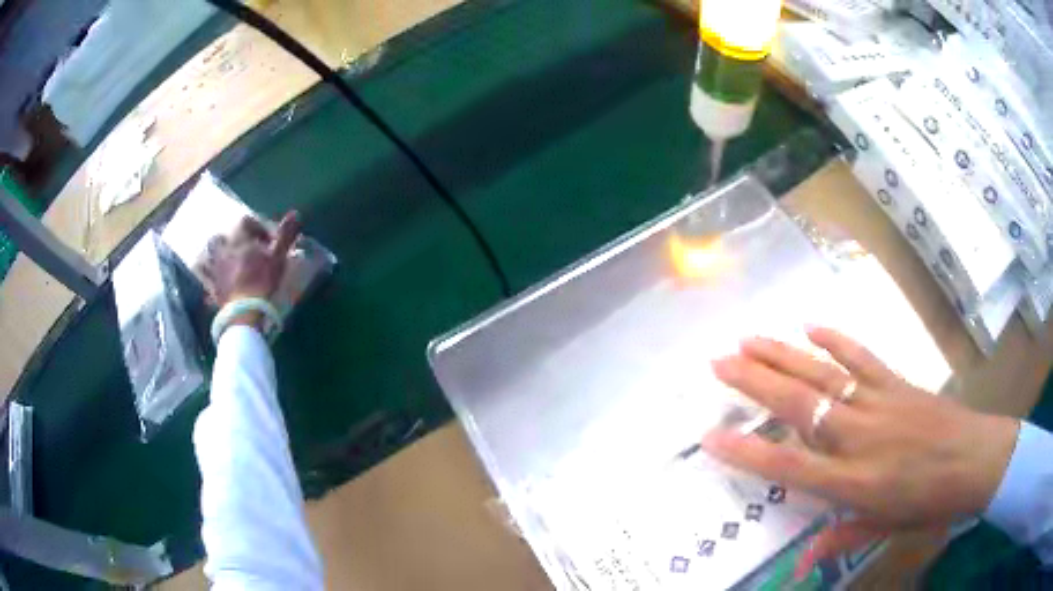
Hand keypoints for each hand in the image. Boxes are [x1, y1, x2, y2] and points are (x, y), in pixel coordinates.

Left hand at [201, 211, 300, 327]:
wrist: (244, 311)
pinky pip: (206, 273)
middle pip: (225, 235)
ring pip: (212, 252)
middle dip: (236, 240)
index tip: (269, 241)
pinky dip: (209, 272)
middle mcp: (224, 247)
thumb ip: (285, 235)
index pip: (247, 221)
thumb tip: (295, 213)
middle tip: (248, 250)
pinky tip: (215, 277)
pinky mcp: (211, 284)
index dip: (259, 228)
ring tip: (231, 262)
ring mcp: (215, 266)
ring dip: (219, 253)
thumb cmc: (262, 280)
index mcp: (239, 238)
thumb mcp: (278, 256)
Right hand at [701, 327, 1018, 576]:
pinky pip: (863, 356)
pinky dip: (837, 339)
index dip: (749, 452)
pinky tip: (812, 325)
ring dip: (785, 355)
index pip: (791, 465)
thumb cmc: (929, 503)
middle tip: (719, 362)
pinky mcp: (898, 382)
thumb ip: (840, 539)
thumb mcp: (884, 529)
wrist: (977, 460)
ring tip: (750, 338)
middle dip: (756, 383)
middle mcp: (861, 437)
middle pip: (801, 406)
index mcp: (855, 482)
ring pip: (825, 374)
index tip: (712, 435)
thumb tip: (800, 565)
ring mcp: (880, 402)